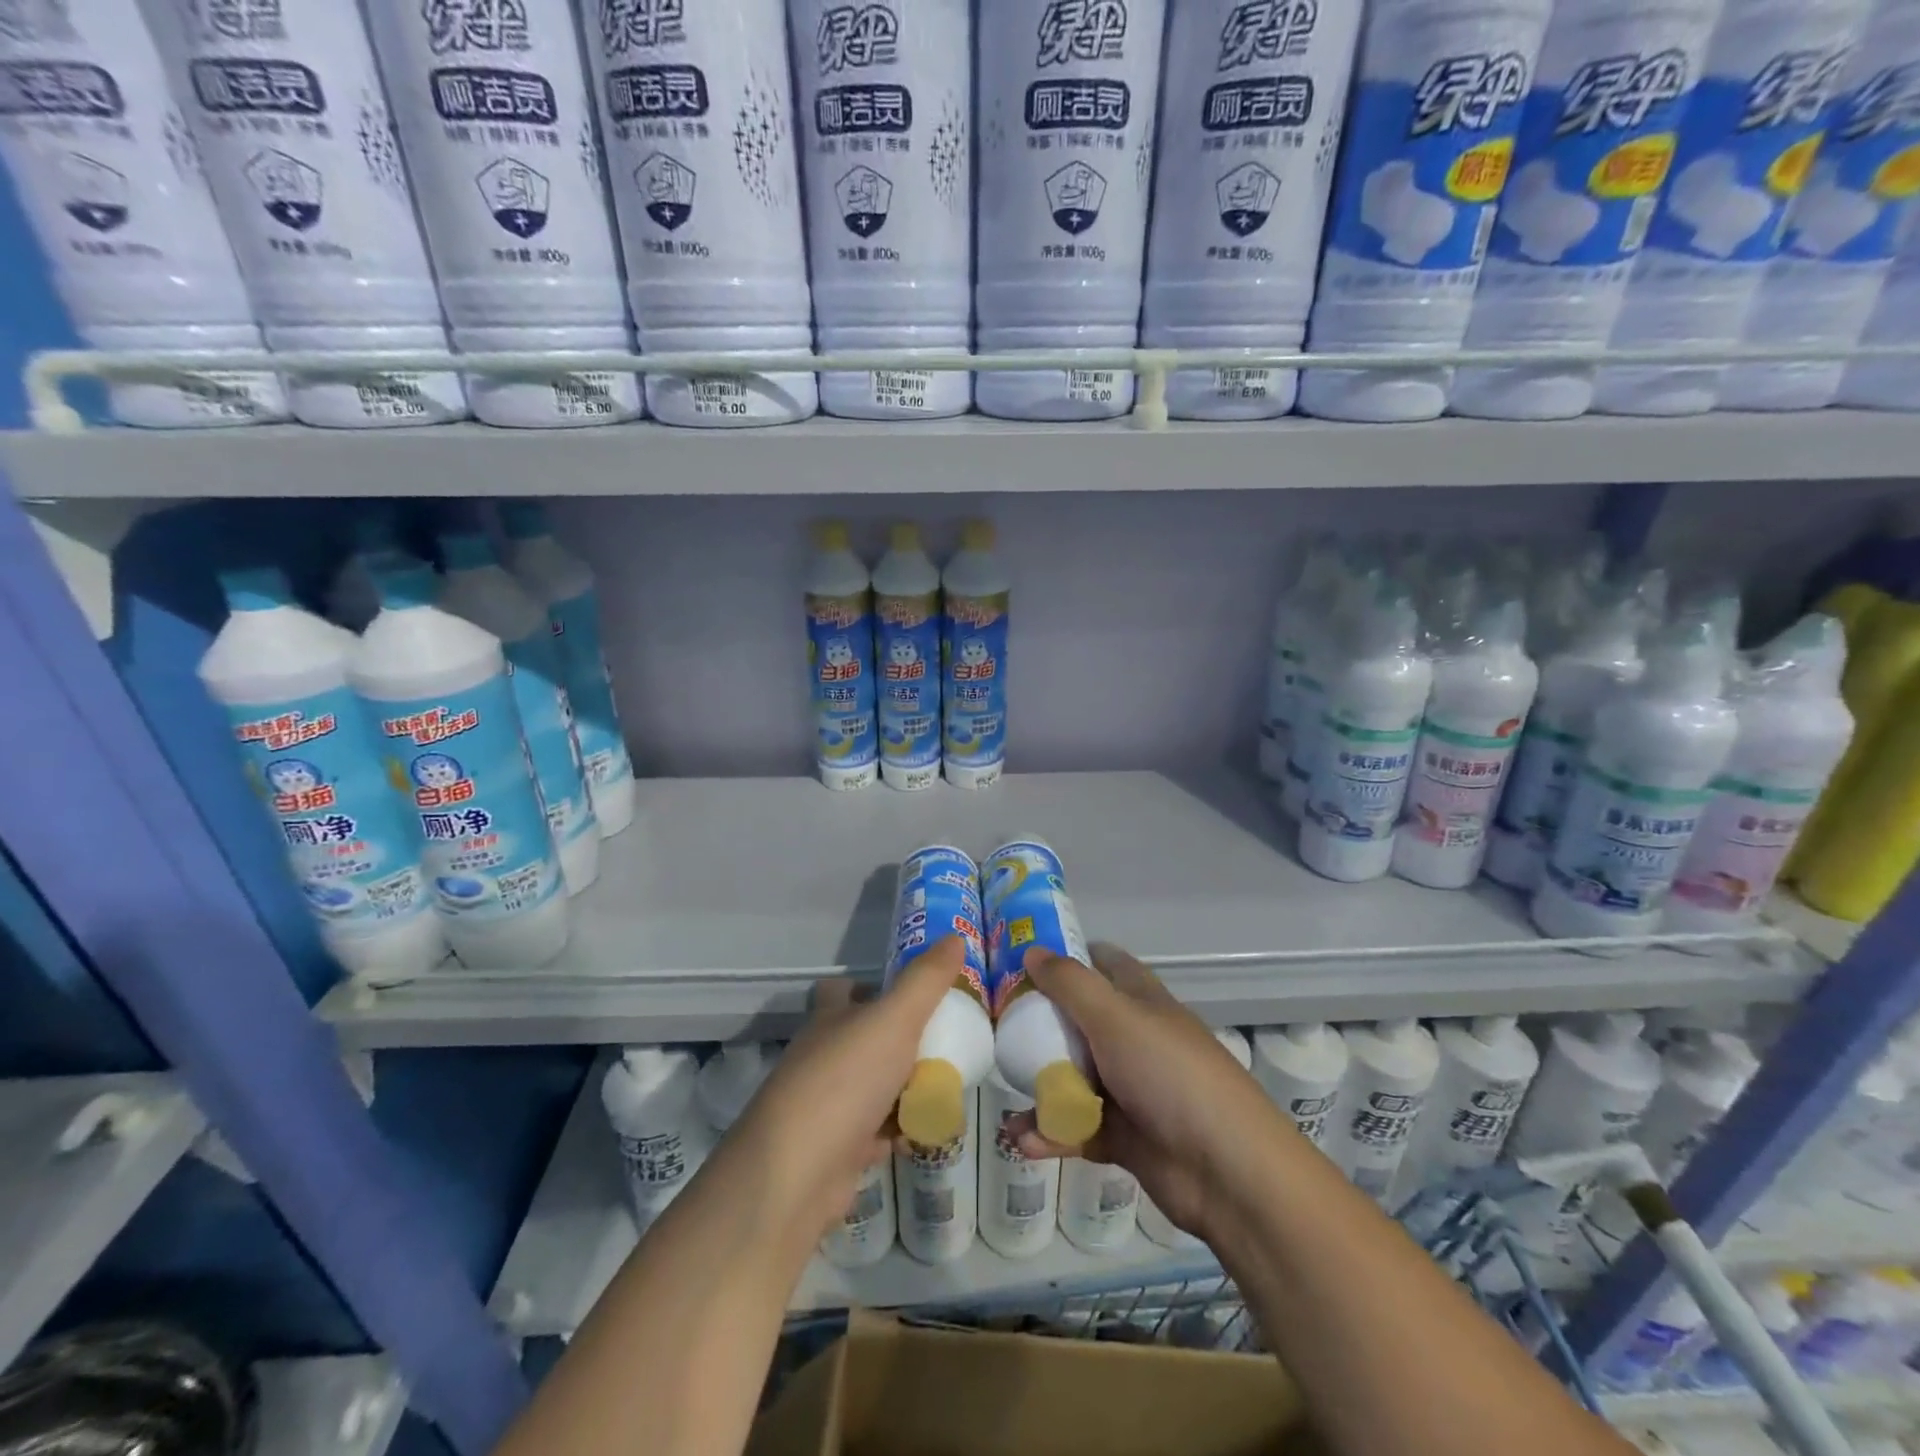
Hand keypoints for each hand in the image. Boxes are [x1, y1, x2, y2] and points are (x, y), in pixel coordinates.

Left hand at [719, 937, 959, 1255]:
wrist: (798, 1174)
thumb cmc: (845, 1080)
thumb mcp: (894, 1019)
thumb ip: (926, 980)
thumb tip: (955, 936)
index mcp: (830, 1019)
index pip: (841, 990)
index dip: (869, 985)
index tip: (910, 991)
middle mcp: (823, 1056)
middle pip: (863, 1039)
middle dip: (901, 1040)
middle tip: (946, 1040)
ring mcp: (827, 1104)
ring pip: (874, 1086)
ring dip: (906, 1087)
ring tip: (949, 1084)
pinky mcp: (836, 1148)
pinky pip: (877, 1130)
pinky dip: (901, 1128)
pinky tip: (928, 1128)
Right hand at [1011, 943, 1293, 1242]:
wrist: (1227, 1171)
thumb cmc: (1170, 1074)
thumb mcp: (1115, 1017)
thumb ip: (1070, 984)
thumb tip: (1031, 950)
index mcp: (1140, 1001)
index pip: (1103, 963)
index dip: (1067, 957)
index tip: (1023, 961)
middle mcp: (1134, 1039)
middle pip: (1079, 1021)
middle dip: (1040, 1025)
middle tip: (998, 1028)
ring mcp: (1130, 1089)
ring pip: (1074, 1077)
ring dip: (1040, 1086)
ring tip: (1005, 1094)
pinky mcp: (1125, 1136)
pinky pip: (1076, 1127)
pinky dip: (1051, 1132)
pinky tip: (1022, 1139)